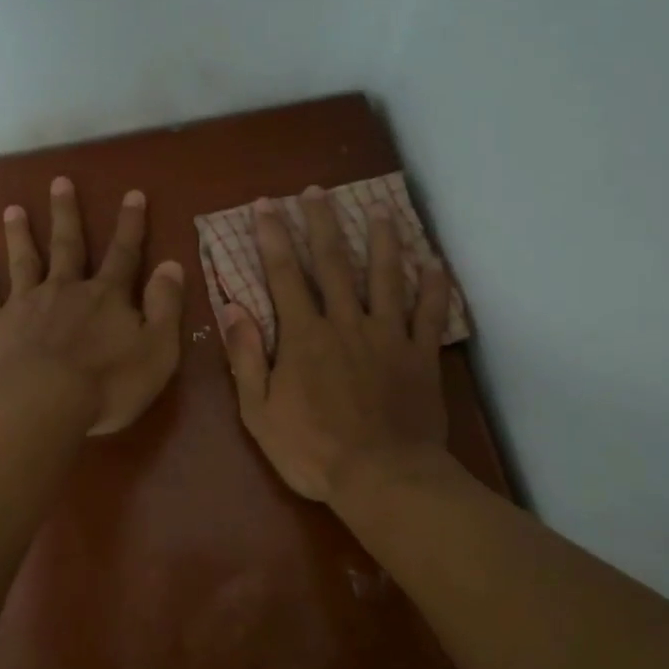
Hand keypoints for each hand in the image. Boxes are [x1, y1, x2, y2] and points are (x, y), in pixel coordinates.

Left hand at [0, 177, 185, 435]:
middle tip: (59, 182)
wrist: (36, 407)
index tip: (133, 194)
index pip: (124, 254)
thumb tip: (172, 265)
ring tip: (12, 209)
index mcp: (106, 297)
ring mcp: (25, 305)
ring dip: (19, 234)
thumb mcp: (157, 351)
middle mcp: (64, 290)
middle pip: (67, 245)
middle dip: (66, 214)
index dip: (131, 224)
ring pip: (24, 261)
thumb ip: (165, 307)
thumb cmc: (105, 386)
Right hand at [219, 187, 452, 501]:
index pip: (285, 274)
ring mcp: (388, 335)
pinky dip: (434, 287)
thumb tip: (234, 308)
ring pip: (386, 276)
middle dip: (322, 223)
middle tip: (317, 191)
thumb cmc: (312, 450)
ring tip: (379, 209)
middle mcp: (346, 322)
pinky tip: (434, 263)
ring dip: (382, 240)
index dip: (273, 237)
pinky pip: (430, 313)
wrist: (381, 477)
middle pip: (334, 263)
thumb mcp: (259, 411)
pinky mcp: (420, 354)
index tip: (266, 205)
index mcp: (304, 335)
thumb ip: (246, 357)